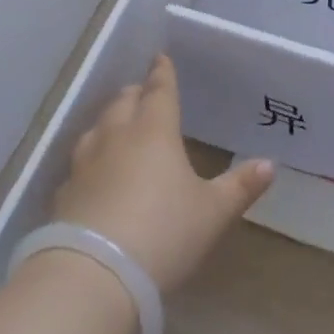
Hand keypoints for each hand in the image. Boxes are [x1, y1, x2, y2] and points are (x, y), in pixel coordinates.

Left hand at [51, 56, 274, 293]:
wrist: (92, 276)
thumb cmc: (163, 233)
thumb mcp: (212, 213)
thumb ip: (240, 187)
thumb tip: (270, 164)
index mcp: (155, 131)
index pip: (160, 91)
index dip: (162, 73)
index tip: (160, 57)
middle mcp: (117, 137)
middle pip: (123, 102)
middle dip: (135, 94)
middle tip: (143, 93)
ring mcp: (85, 165)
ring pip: (96, 128)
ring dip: (109, 122)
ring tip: (118, 125)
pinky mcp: (63, 195)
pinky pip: (79, 164)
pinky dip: (90, 160)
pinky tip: (93, 174)